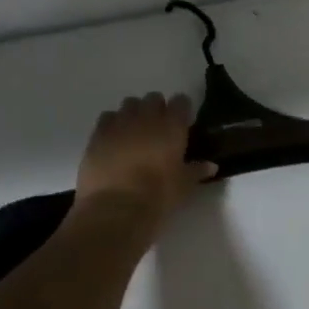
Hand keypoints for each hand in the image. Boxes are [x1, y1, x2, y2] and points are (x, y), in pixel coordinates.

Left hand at [75, 93, 216, 229]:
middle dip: (157, 109)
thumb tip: (211, 165)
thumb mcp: (183, 187)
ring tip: (134, 133)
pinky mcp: (98, 134)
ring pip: (129, 104)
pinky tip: (114, 140)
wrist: (114, 211)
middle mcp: (146, 117)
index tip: (182, 123)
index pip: (181, 101)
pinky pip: (107, 118)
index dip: (182, 110)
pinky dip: (112, 124)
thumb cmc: (156, 198)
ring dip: (134, 114)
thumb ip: (196, 171)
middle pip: (153, 98)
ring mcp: (120, 123)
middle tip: (158, 129)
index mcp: (172, 126)